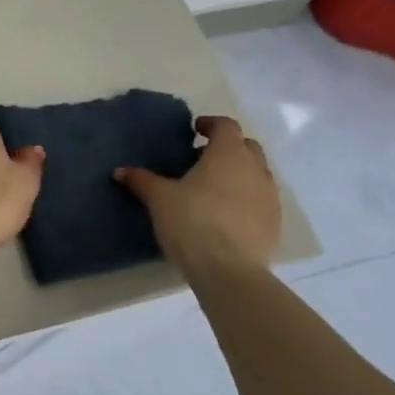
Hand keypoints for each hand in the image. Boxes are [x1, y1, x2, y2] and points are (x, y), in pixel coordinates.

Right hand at [116, 115, 279, 274]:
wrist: (228, 270)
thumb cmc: (192, 222)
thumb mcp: (159, 199)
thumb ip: (141, 181)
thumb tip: (120, 171)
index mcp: (228, 154)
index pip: (225, 126)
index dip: (210, 124)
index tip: (194, 130)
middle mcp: (255, 168)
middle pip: (246, 146)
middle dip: (226, 148)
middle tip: (201, 159)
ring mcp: (270, 196)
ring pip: (256, 173)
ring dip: (238, 173)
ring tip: (213, 188)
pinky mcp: (274, 222)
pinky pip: (261, 199)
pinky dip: (246, 198)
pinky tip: (226, 214)